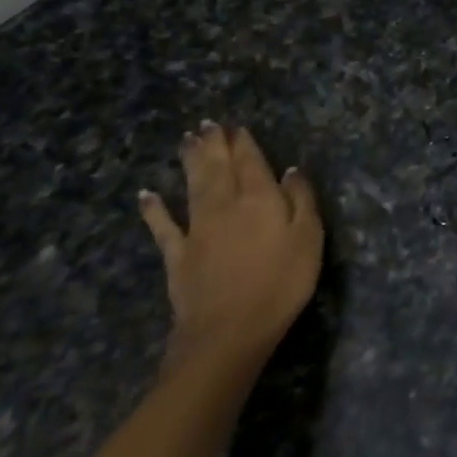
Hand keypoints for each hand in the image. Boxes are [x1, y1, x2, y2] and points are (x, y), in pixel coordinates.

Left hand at [139, 122, 321, 371]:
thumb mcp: (309, 239)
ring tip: (187, 140)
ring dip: (190, 162)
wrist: (228, 332)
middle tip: (207, 124)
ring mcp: (197, 229)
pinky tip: (147, 195)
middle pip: (219, 168)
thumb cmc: (281, 284)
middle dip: (214, 144)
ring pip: (193, 186)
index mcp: (260, 199)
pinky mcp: (177, 255)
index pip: (251, 162)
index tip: (237, 126)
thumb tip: (291, 170)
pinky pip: (163, 226)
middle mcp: (225, 205)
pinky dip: (154, 209)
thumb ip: (301, 201)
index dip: (244, 143)